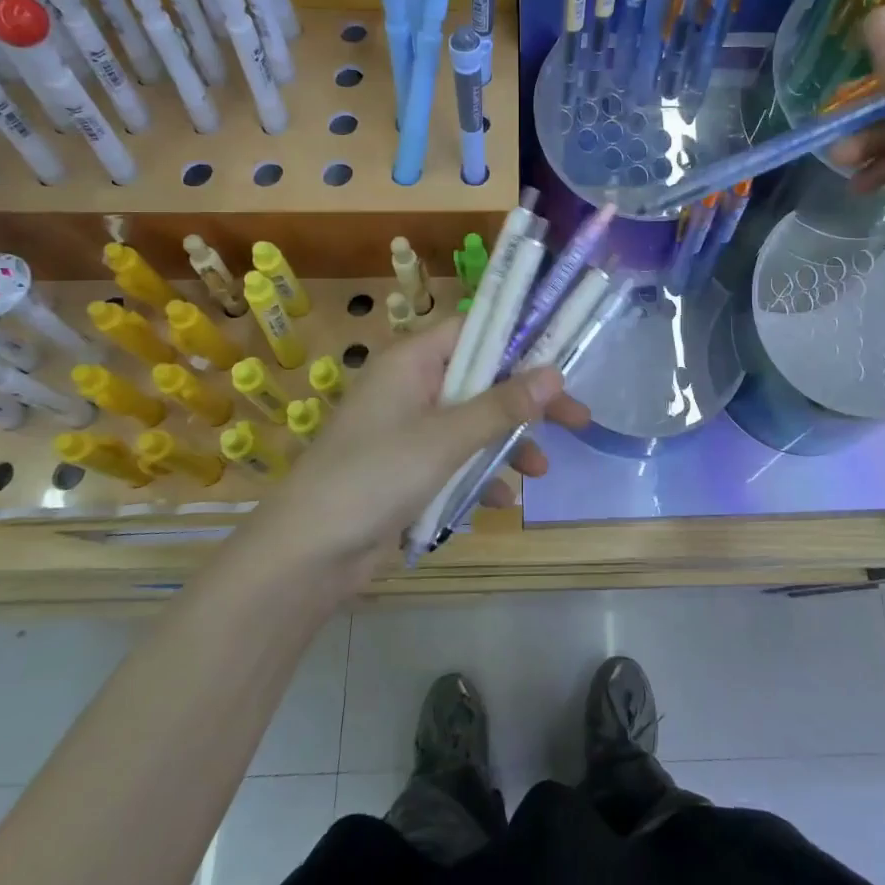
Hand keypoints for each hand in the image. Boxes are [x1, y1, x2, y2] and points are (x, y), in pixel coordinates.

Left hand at [251, 317, 590, 588]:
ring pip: (473, 423)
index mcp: (413, 362)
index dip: (517, 338)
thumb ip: (501, 406)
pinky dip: (478, 475)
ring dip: (507, 444)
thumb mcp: (446, 438)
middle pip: (482, 380)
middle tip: (577, 418)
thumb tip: (554, 372)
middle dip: (526, 402)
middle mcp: (412, 387)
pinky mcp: (407, 469)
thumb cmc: (375, 476)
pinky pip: (455, 460)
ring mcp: (409, 430)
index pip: (474, 330)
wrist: (307, 554)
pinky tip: (500, 502)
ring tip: (541, 471)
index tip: (561, 356)